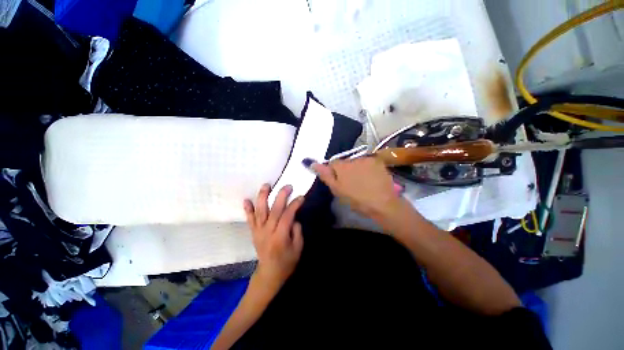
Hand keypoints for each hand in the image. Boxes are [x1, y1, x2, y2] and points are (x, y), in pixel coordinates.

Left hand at [244, 184, 304, 289]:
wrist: (269, 273)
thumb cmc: (287, 262)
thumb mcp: (298, 248)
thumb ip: (297, 231)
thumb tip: (294, 217)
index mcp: (280, 237)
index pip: (287, 216)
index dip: (294, 205)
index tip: (301, 197)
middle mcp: (268, 232)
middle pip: (274, 210)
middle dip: (281, 196)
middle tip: (287, 186)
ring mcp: (258, 231)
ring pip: (260, 212)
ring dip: (262, 197)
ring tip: (266, 185)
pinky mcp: (253, 232)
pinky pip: (249, 220)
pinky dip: (248, 210)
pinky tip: (246, 200)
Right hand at [310, 157, 404, 222]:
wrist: (382, 204)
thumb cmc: (357, 200)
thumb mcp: (337, 190)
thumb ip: (325, 175)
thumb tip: (313, 163)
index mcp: (342, 166)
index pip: (333, 163)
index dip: (335, 172)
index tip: (340, 182)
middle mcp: (353, 159)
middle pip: (346, 163)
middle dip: (347, 170)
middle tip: (352, 184)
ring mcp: (367, 159)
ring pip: (357, 162)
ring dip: (358, 169)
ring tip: (364, 182)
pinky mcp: (378, 162)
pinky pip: (368, 163)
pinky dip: (368, 169)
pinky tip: (372, 179)